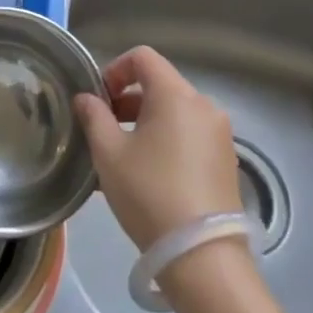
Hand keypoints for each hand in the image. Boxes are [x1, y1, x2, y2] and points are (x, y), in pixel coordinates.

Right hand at [73, 46, 241, 251]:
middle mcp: (204, 106)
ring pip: (175, 112)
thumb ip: (93, 117)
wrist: (201, 255)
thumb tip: (86, 98)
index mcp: (176, 95)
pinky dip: (166, 140)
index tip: (99, 99)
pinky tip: (148, 174)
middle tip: (104, 129)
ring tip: (122, 155)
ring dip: (145, 122)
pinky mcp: (226, 161)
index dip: (115, 69)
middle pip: (160, 85)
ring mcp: (220, 135)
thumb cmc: (149, 193)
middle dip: (127, 100)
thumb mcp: (109, 153)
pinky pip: (189, 135)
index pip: (143, 58)